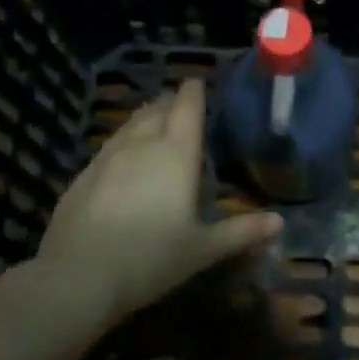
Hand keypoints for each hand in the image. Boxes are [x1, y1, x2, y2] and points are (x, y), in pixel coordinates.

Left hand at [32, 79, 281, 329]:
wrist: (78, 277)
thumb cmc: (151, 258)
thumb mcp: (203, 249)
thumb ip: (241, 232)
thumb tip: (280, 221)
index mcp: (176, 155)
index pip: (186, 110)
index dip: (193, 93)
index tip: (196, 82)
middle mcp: (141, 146)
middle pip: (156, 112)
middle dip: (169, 103)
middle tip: (178, 101)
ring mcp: (106, 159)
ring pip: (129, 126)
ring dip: (143, 118)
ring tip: (152, 118)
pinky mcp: (82, 177)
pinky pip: (108, 147)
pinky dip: (122, 142)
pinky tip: (121, 156)